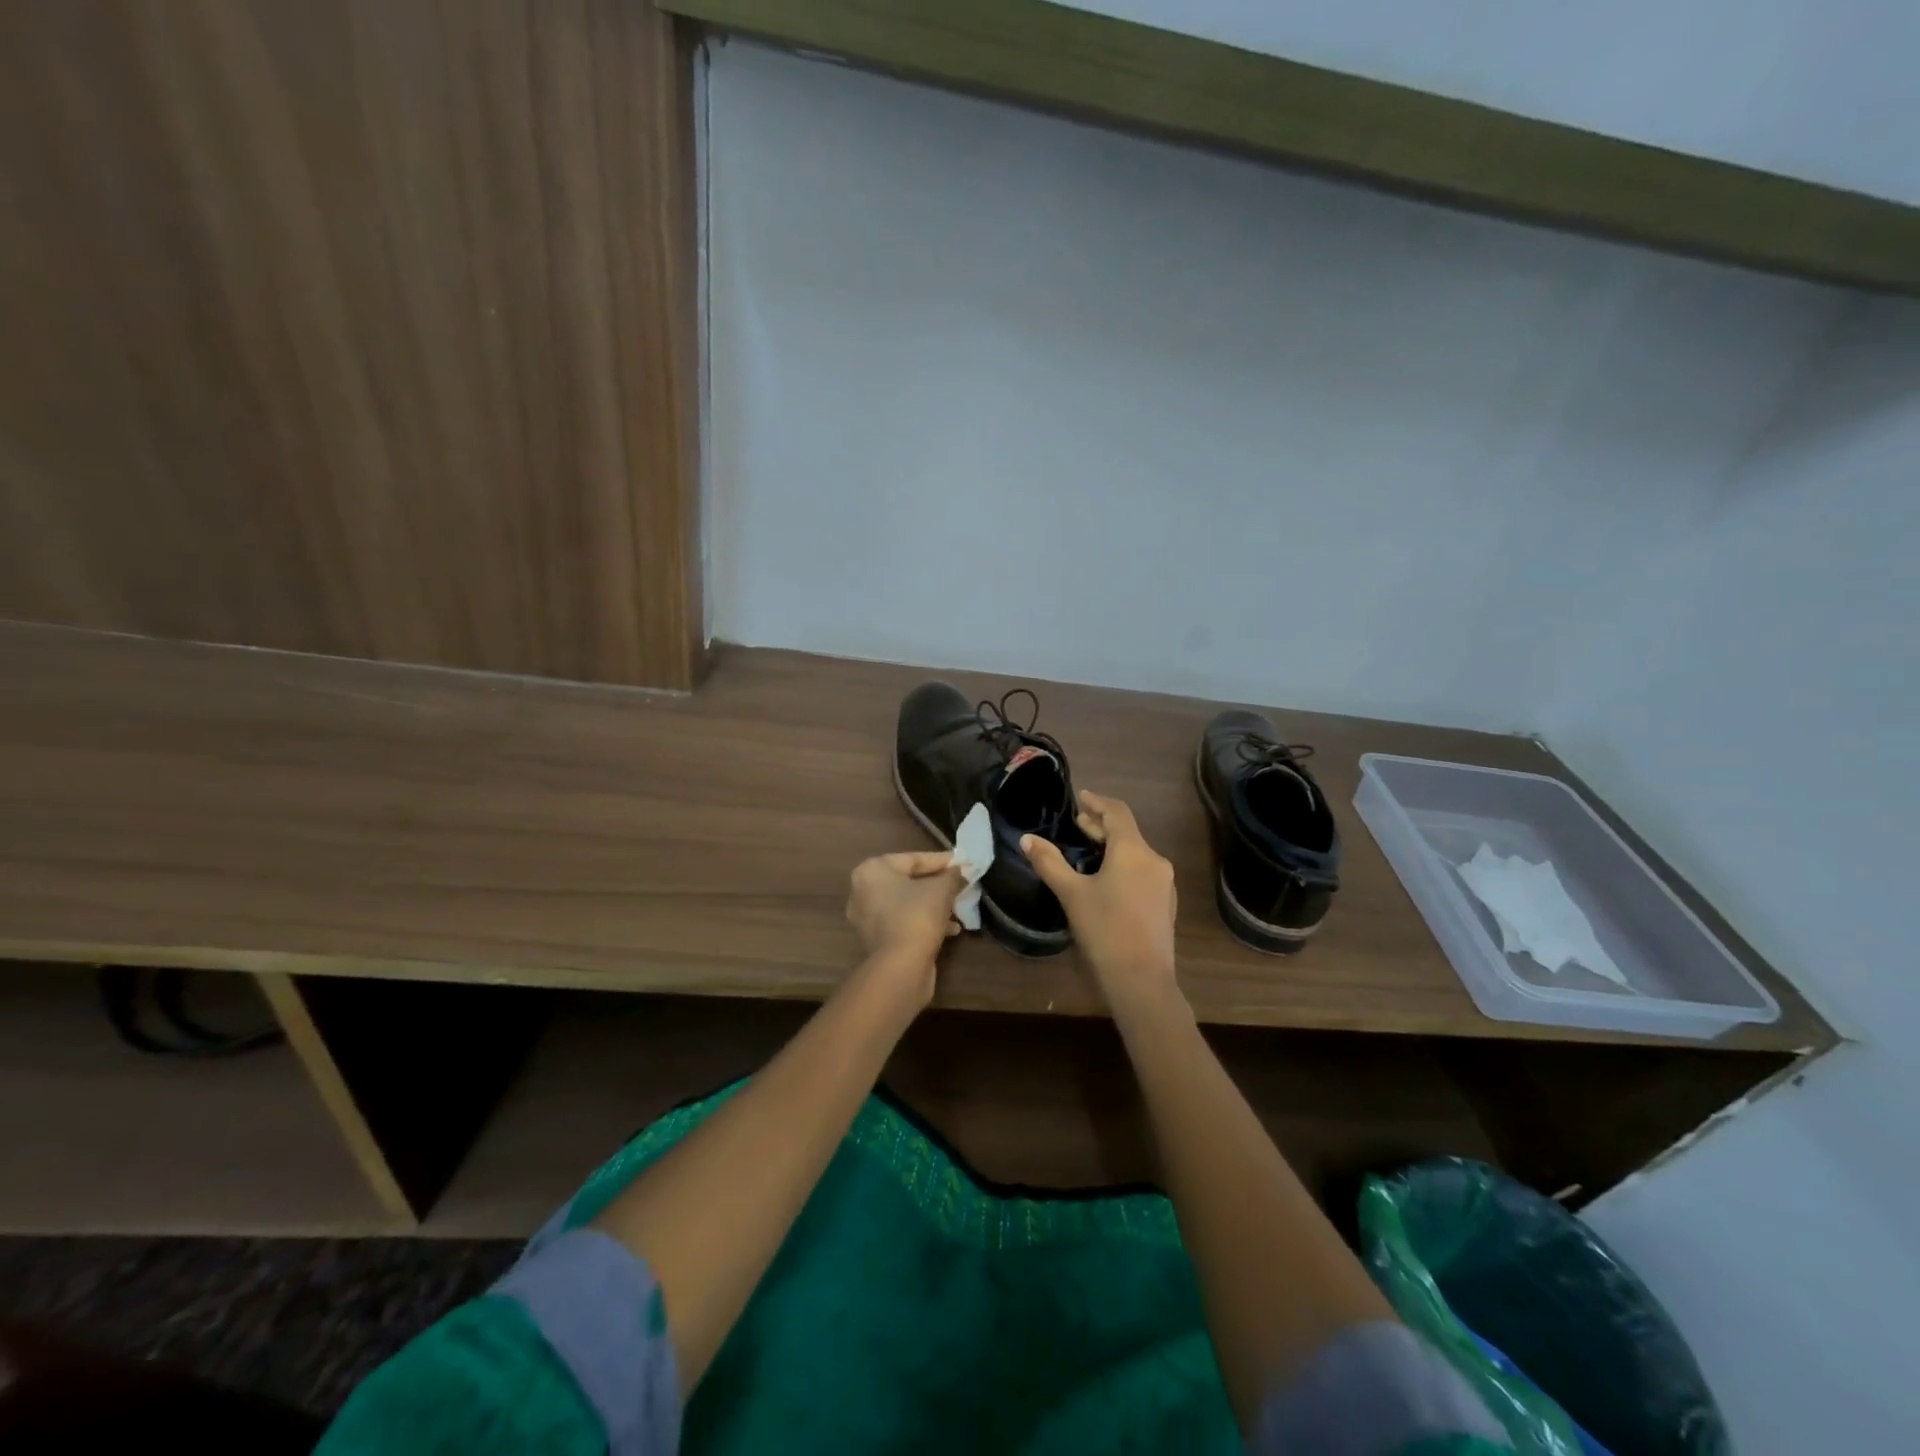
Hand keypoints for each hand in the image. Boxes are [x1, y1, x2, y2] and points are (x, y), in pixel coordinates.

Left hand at [845, 851, 964, 1001]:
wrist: (901, 966)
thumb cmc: (918, 915)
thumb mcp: (942, 889)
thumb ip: (952, 875)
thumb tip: (961, 871)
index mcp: (872, 871)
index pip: (913, 859)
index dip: (941, 860)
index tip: (963, 863)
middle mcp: (862, 892)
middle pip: (908, 881)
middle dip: (937, 884)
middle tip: (960, 883)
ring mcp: (867, 918)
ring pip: (907, 904)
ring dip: (933, 904)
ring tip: (958, 907)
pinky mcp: (876, 941)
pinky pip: (904, 922)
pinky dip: (924, 921)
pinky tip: (951, 929)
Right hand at [1022, 790, 1179, 1011]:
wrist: (1142, 980)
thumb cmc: (1104, 929)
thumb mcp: (1071, 893)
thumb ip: (1049, 862)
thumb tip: (1027, 839)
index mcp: (1133, 851)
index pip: (1117, 812)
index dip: (1097, 802)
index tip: (1080, 797)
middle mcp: (1154, 860)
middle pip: (1127, 832)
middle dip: (1101, 825)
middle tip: (1077, 824)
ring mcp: (1164, 883)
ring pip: (1135, 853)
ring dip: (1112, 846)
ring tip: (1087, 850)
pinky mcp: (1165, 903)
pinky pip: (1142, 872)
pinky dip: (1123, 865)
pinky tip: (1105, 880)